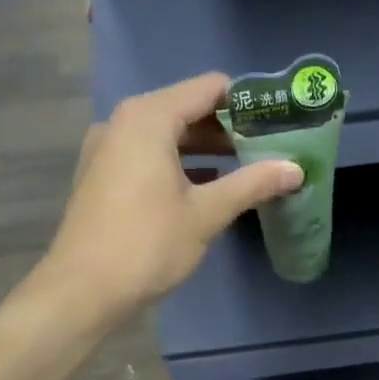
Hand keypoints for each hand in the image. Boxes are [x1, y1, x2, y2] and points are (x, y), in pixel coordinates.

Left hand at [44, 73, 301, 318]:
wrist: (81, 291)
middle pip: (187, 108)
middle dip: (228, 127)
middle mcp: (123, 121)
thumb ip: (252, 183)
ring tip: (246, 167)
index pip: (209, 88)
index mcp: (148, 117)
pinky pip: (148, 153)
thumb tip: (296, 169)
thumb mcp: (206, 213)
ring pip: (167, 133)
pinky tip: (207, 186)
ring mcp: (107, 147)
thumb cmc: (147, 244)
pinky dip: (178, 162)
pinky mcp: (101, 173)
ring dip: (205, 147)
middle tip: (268, 147)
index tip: (278, 121)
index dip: (247, 101)